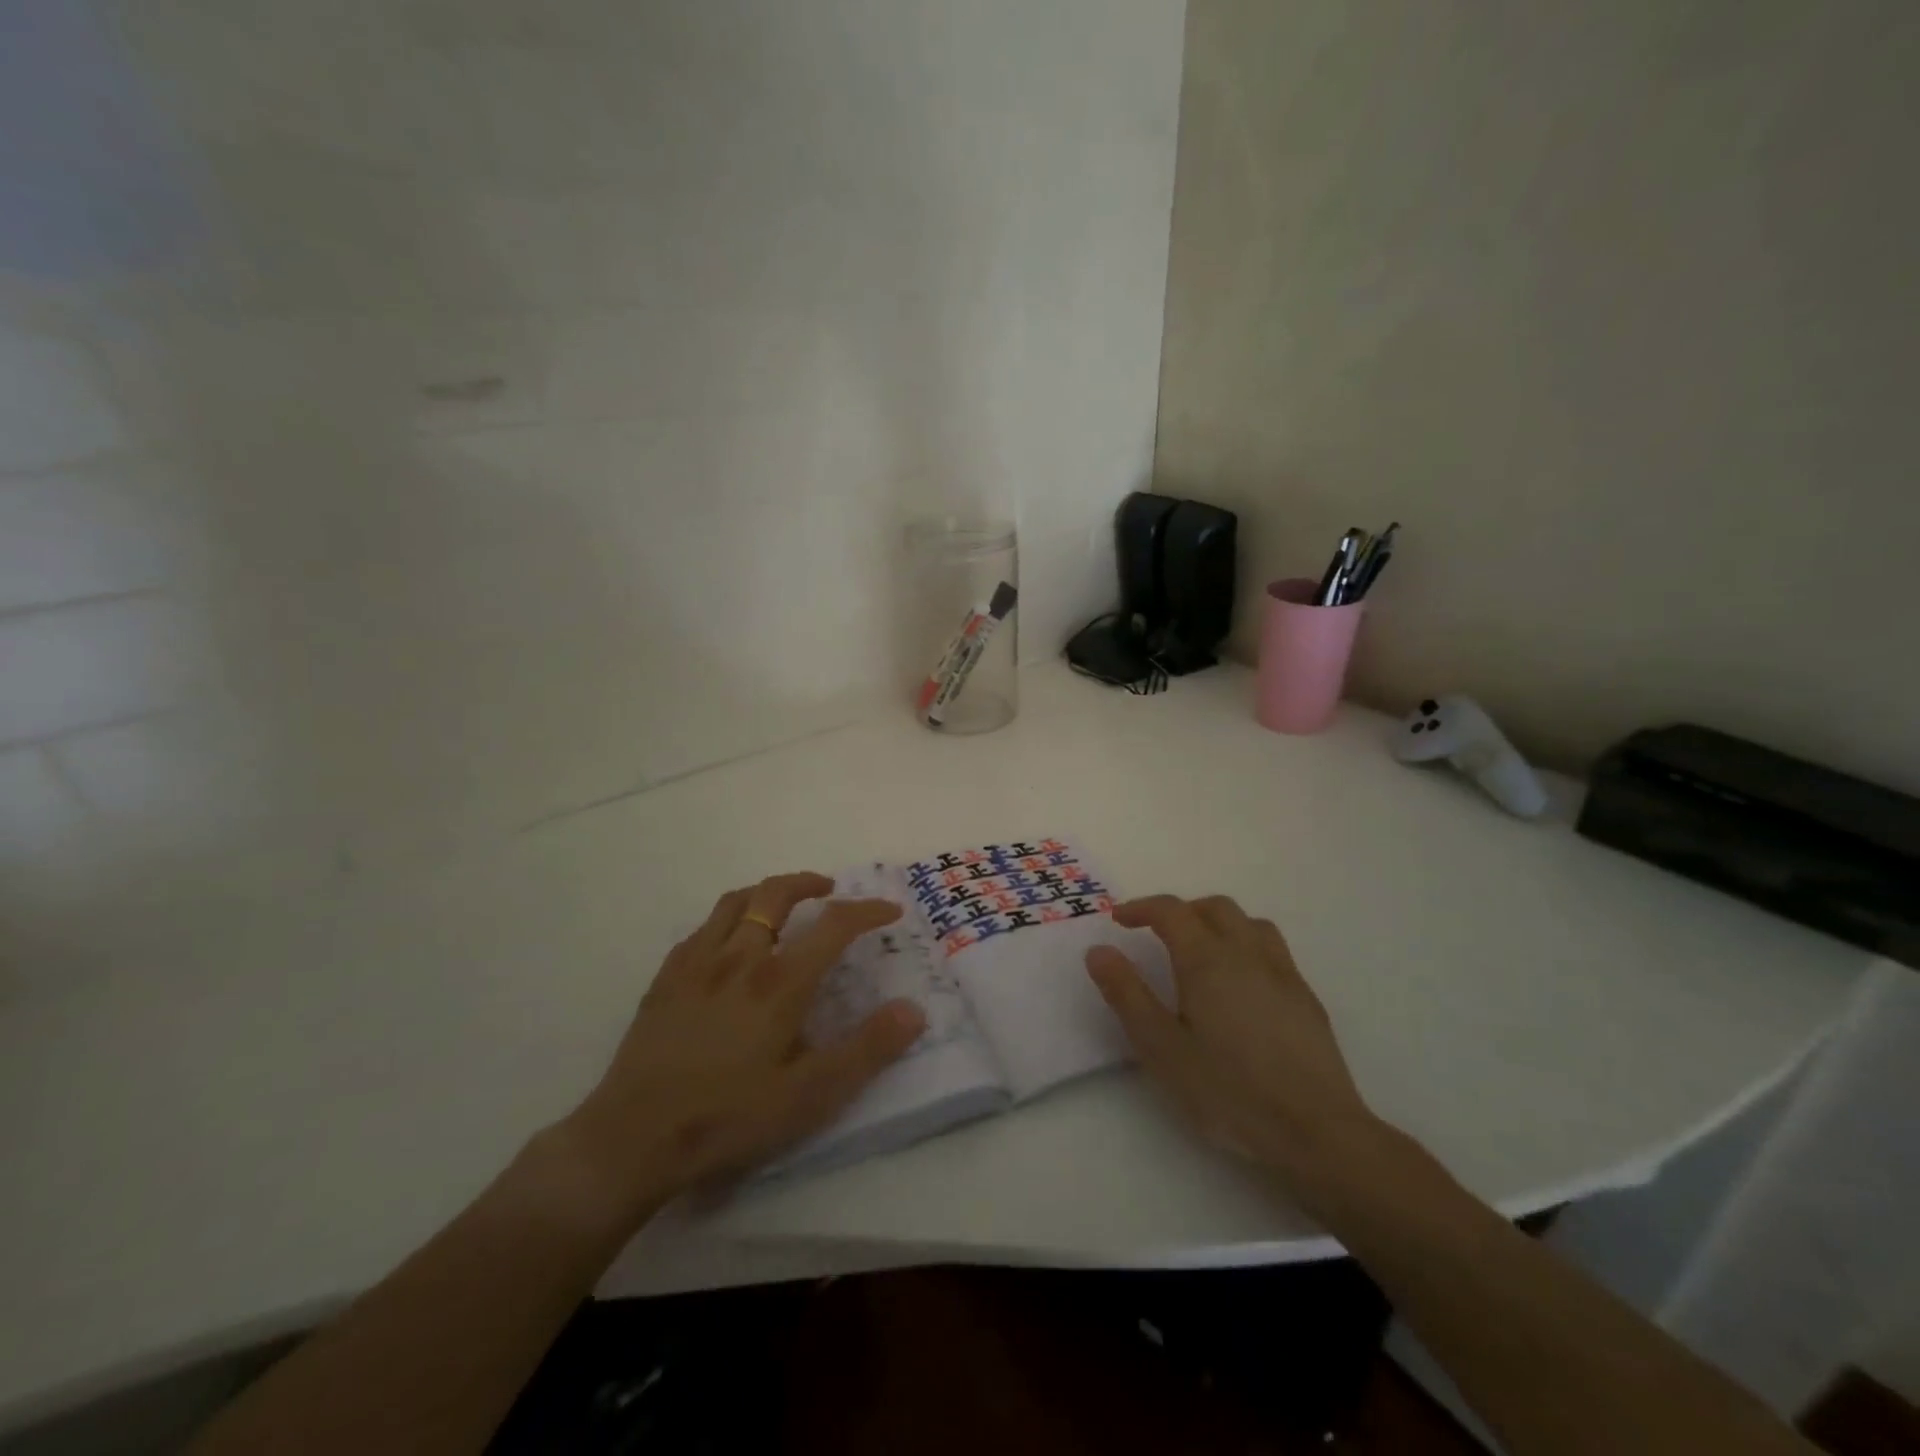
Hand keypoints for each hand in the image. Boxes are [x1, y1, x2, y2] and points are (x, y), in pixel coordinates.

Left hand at [558, 872, 925, 1222]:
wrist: (632, 1138)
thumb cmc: (728, 1118)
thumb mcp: (810, 1096)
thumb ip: (866, 1050)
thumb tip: (913, 1010)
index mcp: (780, 981)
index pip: (834, 925)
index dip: (867, 910)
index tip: (889, 910)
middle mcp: (740, 957)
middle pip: (777, 893)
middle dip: (809, 883)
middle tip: (830, 891)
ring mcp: (697, 963)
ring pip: (736, 902)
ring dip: (767, 892)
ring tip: (783, 904)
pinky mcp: (665, 979)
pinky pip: (701, 928)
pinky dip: (727, 919)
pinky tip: (728, 942)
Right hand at [1085, 894, 1376, 1180]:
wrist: (1316, 1132)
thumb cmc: (1228, 1091)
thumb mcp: (1161, 1048)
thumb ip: (1127, 994)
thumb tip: (1099, 951)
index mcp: (1207, 959)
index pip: (1171, 911)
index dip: (1141, 908)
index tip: (1119, 920)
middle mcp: (1247, 953)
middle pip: (1214, 907)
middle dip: (1181, 911)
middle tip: (1157, 934)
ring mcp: (1283, 973)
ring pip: (1249, 923)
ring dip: (1218, 923)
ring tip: (1201, 950)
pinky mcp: (1306, 998)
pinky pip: (1272, 949)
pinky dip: (1246, 946)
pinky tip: (1242, 984)